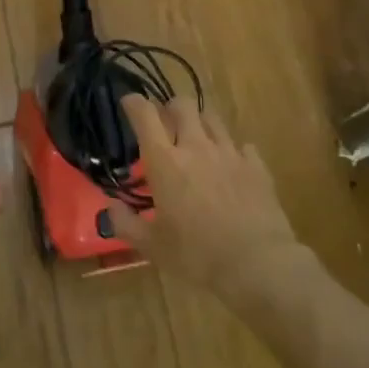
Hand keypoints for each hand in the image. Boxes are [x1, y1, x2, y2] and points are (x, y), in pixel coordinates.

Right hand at [105, 96, 303, 293]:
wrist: (257, 264)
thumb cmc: (197, 255)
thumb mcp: (152, 247)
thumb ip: (125, 224)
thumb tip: (110, 207)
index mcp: (165, 161)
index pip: (145, 114)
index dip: (134, 103)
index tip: (128, 103)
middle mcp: (196, 147)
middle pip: (182, 105)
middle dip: (170, 108)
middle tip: (166, 125)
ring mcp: (229, 153)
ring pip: (212, 118)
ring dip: (200, 123)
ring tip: (197, 141)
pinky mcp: (256, 166)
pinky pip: (242, 145)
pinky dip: (233, 150)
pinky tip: (231, 166)